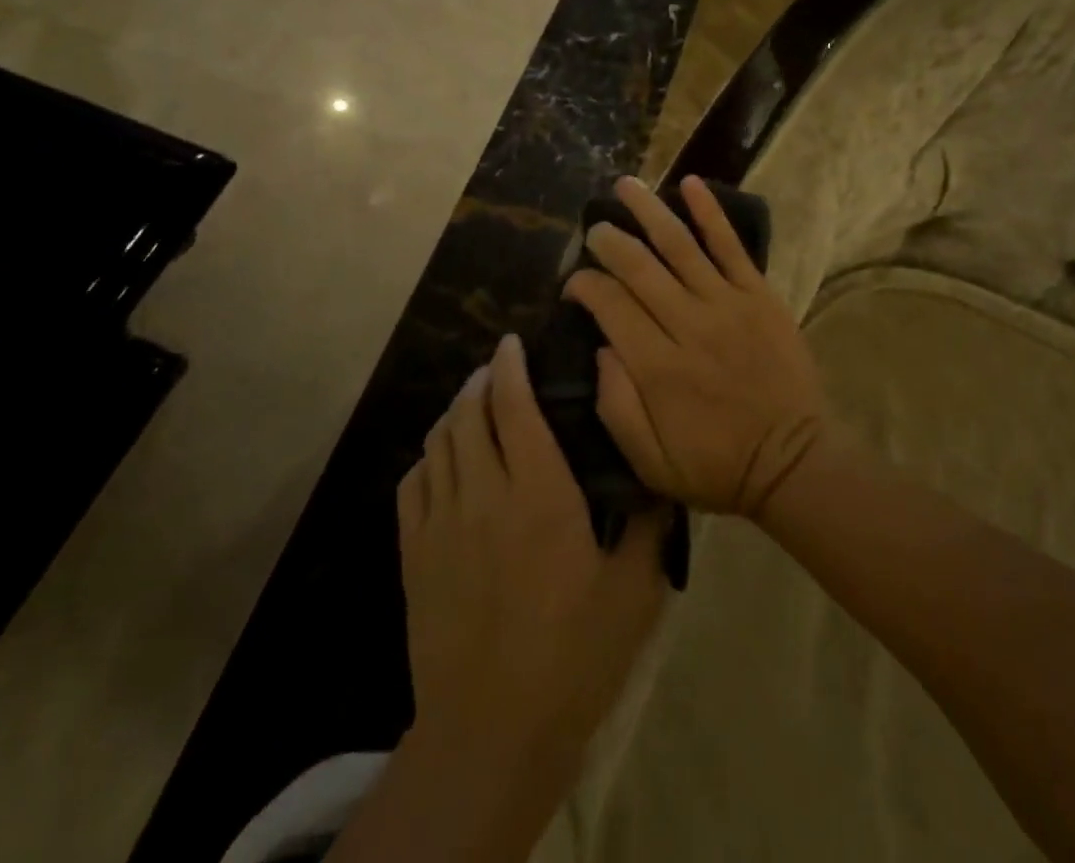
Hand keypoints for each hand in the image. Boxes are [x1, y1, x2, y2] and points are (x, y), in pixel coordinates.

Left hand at [398, 334, 667, 785]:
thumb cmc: (573, 656)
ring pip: (438, 442)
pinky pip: (412, 484)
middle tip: (498, 369)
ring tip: (471, 402)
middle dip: (482, 380)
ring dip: (454, 411)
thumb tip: (662, 479)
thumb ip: (650, 526)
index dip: (511, 366)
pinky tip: (441, 459)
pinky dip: (427, 456)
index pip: (515, 406)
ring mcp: (441, 522)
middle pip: (470, 413)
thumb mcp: (633, 592)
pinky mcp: (414, 554)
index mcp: (539, 493)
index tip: (513, 342)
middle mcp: (483, 492)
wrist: (490, 731)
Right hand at [562, 175, 830, 515]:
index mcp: (657, 367)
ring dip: (648, 211)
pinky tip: (691, 184)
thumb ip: (616, 405)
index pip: (610, 306)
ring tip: (625, 185)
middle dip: (609, 242)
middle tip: (593, 230)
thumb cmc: (716, 466)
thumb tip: (601, 347)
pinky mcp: (759, 296)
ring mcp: (727, 305)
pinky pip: (731, 246)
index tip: (573, 284)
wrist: (793, 463)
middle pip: (639, 268)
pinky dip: (710, 213)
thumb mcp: (650, 462)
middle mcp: (688, 325)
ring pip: (679, 245)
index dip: (584, 286)